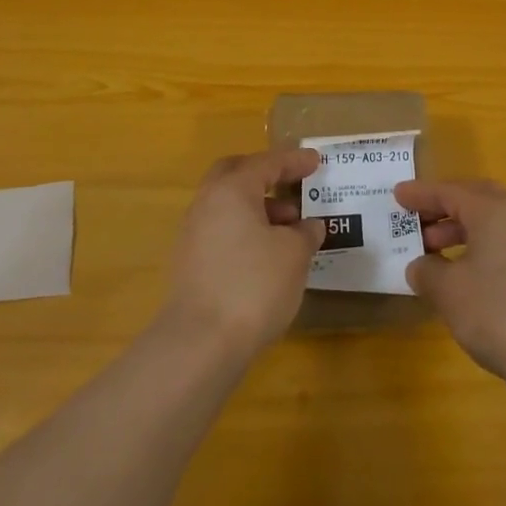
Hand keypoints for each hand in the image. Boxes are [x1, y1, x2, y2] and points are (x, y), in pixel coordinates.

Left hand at [161, 149, 322, 359]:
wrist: (200, 344)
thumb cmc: (253, 285)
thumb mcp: (294, 255)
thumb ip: (305, 233)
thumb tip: (308, 226)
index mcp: (232, 190)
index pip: (267, 163)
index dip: (294, 161)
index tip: (316, 162)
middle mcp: (207, 204)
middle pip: (236, 174)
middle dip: (265, 175)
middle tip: (291, 184)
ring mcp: (193, 235)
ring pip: (228, 205)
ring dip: (258, 208)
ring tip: (290, 230)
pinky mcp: (190, 264)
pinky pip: (222, 231)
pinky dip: (246, 232)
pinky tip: (268, 255)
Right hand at [398, 179, 505, 395]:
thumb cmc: (497, 313)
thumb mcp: (449, 291)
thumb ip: (428, 271)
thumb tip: (420, 266)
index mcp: (494, 212)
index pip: (450, 192)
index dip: (421, 194)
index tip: (397, 195)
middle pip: (477, 199)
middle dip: (445, 207)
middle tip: (418, 219)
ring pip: (492, 224)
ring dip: (461, 231)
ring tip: (432, 254)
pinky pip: (504, 246)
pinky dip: (479, 250)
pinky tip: (463, 278)